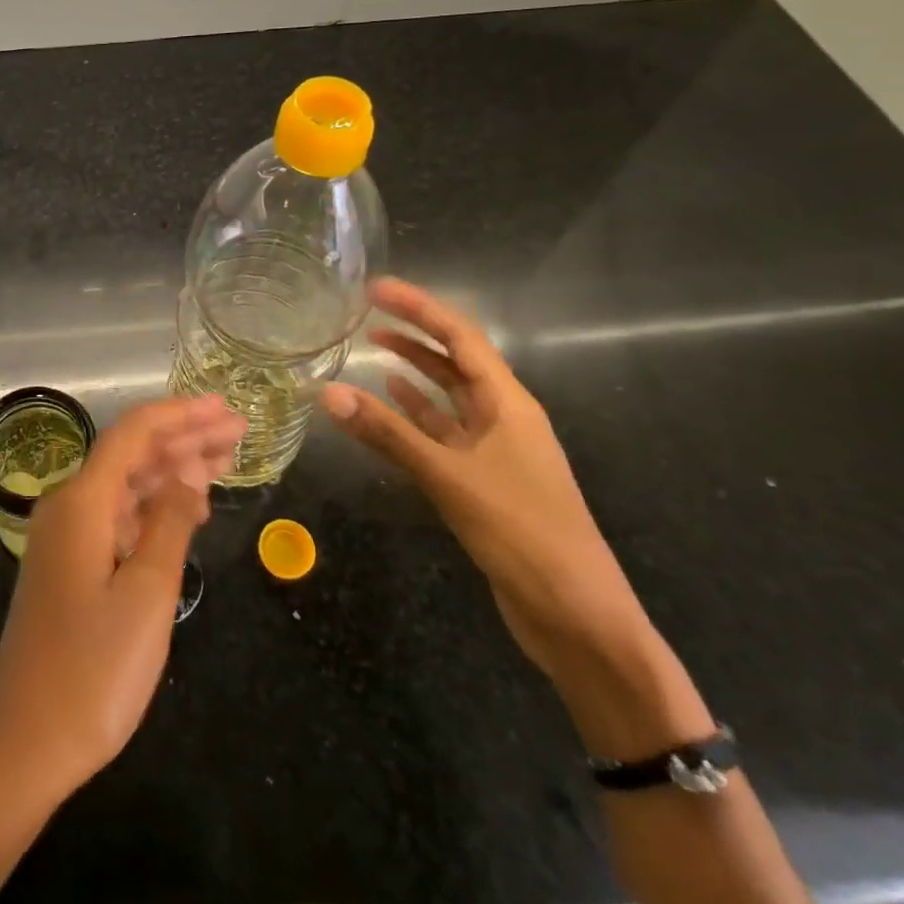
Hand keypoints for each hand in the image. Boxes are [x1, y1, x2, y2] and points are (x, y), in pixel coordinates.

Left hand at [0, 396, 245, 806]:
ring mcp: (66, 537)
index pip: (134, 433)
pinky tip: (187, 511)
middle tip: (238, 431)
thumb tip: (188, 469)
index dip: (181, 414)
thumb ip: (170, 522)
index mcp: (82, 501)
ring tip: (224, 462)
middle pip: (131, 454)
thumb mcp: (146, 594)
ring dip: (173, 470)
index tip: (225, 408)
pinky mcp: (70, 565)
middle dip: (184, 438)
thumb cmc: (92, 673)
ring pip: (126, 485)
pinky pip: (117, 516)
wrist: (22, 747)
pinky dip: (154, 507)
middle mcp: (69, 507)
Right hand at [320, 279, 644, 679]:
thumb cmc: (522, 533)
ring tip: (373, 347)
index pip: (461, 337)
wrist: (576, 616)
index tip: (376, 288)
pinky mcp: (484, 480)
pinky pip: (444, 432)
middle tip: (367, 312)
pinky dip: (417, 414)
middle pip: (456, 360)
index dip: (419, 307)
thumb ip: (387, 433)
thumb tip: (328, 393)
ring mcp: (496, 450)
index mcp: (509, 403)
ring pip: (449, 396)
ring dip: (415, 370)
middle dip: (415, 332)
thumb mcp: (449, 477)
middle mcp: (504, 417)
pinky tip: (391, 405)